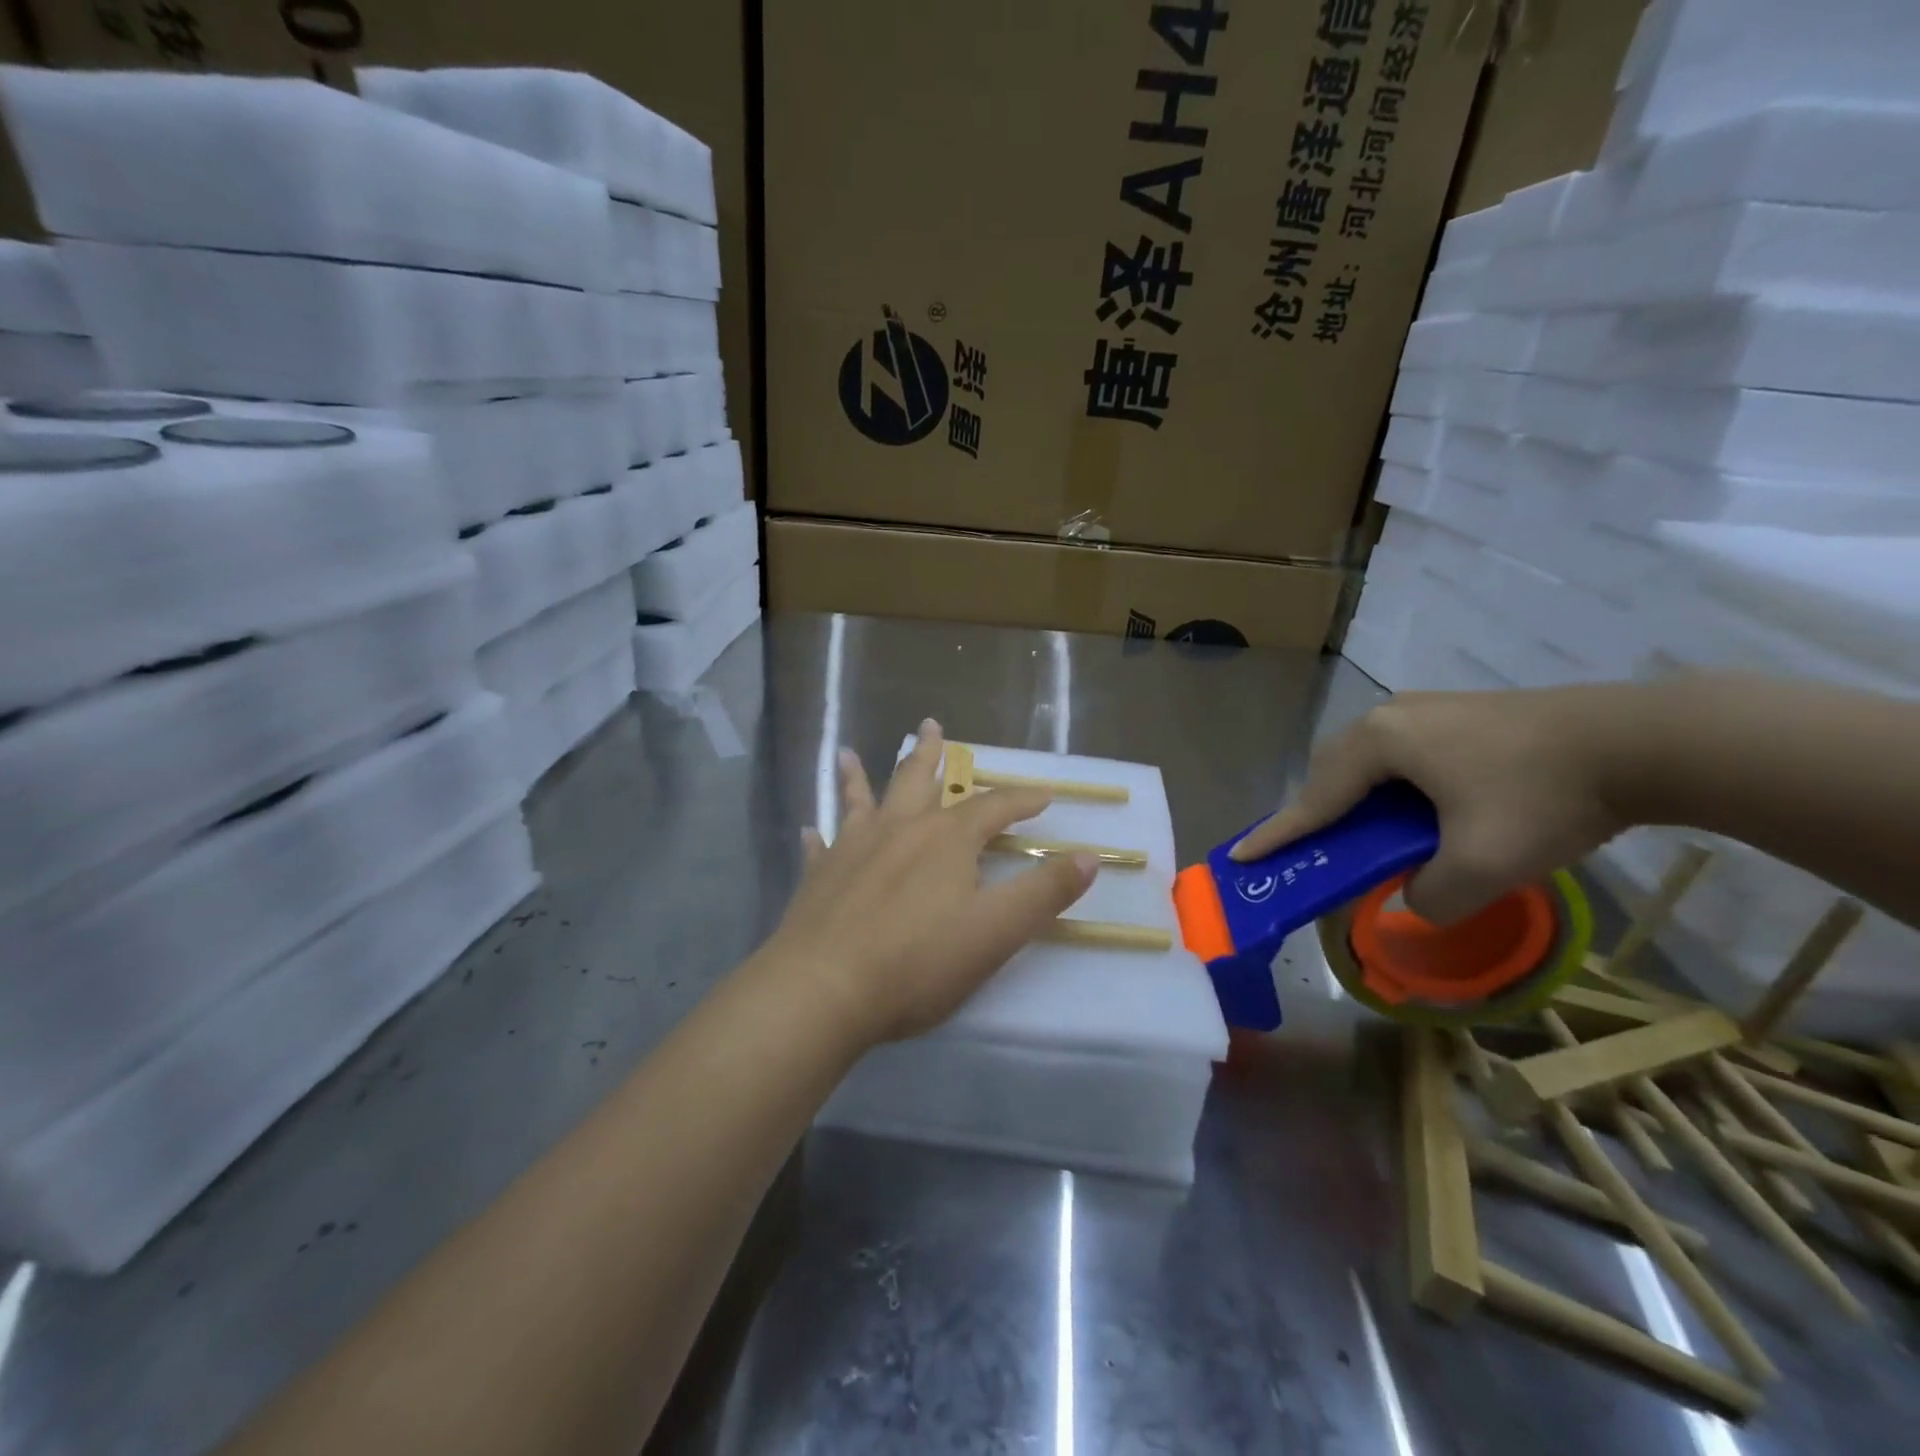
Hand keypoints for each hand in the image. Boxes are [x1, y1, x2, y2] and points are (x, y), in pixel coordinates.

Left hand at [766, 720, 1098, 1045]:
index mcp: (947, 839)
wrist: (825, 988)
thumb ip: (1045, 892)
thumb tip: (1090, 856)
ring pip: (861, 801)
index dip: (1021, 800)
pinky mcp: (819, 876)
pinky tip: (812, 830)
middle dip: (930, 753)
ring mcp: (853, 848)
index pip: (993, 808)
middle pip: (917, 779)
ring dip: (859, 776)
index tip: (1044, 794)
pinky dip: (820, 836)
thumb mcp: (997, 931)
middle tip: (931, 725)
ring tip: (850, 753)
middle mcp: (899, 829)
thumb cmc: (918, 962)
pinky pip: (822, 847)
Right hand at [1230, 687, 1631, 922]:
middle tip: (1317, 853)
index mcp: (1379, 744)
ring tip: (1369, 839)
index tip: (1241, 855)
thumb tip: (1413, 898)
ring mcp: (1424, 710)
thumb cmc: (1543, 798)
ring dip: (1358, 802)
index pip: (1315, 800)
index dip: (1279, 834)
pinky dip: (1392, 790)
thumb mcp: (1482, 867)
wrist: (1641, 741)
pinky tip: (1419, 813)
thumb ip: (1429, 898)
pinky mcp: (1457, 715)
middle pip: (1333, 773)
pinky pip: (1401, 756)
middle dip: (1319, 814)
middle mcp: (1388, 718)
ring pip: (1368, 763)